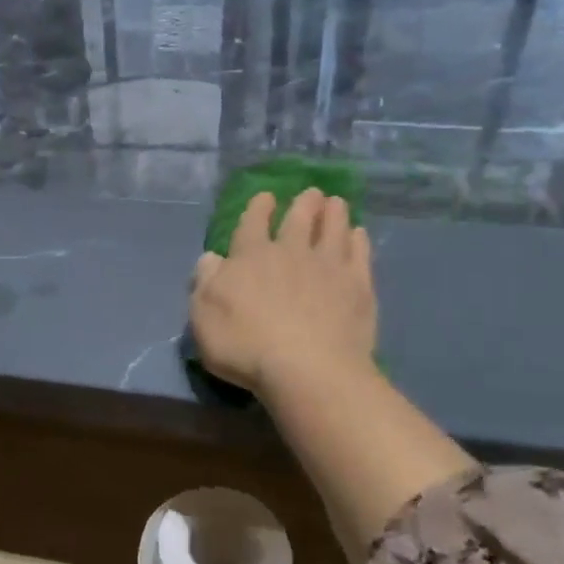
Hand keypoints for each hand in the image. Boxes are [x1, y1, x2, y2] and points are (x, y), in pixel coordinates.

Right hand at [189, 189, 375, 395]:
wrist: (308, 370)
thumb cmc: (246, 346)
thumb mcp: (204, 318)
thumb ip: (206, 283)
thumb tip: (211, 258)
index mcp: (250, 257)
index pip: (253, 222)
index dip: (259, 207)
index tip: (266, 197)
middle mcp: (290, 252)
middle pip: (299, 218)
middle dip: (304, 203)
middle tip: (311, 194)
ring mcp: (328, 267)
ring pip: (333, 228)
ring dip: (334, 213)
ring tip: (336, 203)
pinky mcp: (358, 287)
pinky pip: (359, 254)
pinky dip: (358, 241)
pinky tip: (359, 235)